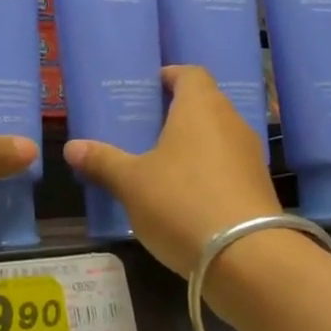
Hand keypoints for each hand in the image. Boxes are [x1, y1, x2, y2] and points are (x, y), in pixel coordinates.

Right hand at [63, 66, 280, 278]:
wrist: (246, 257)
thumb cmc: (181, 202)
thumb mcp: (131, 183)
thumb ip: (103, 161)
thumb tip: (71, 147)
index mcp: (200, 108)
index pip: (191, 73)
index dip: (170, 75)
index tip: (150, 87)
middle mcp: (231, 122)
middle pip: (206, 103)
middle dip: (178, 111)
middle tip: (147, 126)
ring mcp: (250, 155)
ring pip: (218, 136)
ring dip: (194, 143)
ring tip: (162, 161)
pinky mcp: (259, 186)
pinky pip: (228, 165)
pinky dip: (208, 170)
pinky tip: (186, 194)